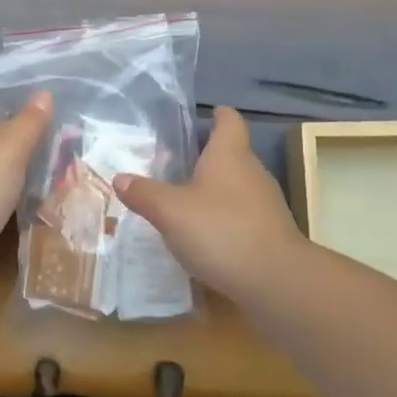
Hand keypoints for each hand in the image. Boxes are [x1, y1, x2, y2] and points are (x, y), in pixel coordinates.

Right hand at [113, 106, 303, 298]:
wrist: (276, 281)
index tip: (206, 115)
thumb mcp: (171, 211)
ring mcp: (266, 204)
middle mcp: (252, 172)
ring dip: (214, 190)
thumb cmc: (221, 231)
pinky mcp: (270, 233)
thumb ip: (144, 193)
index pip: (229, 121)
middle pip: (232, 154)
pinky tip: (204, 236)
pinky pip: (242, 215)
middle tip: (176, 163)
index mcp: (230, 155)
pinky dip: (224, 218)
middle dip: (207, 156)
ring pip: (237, 186)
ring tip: (184, 201)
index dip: (218, 115)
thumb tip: (120, 177)